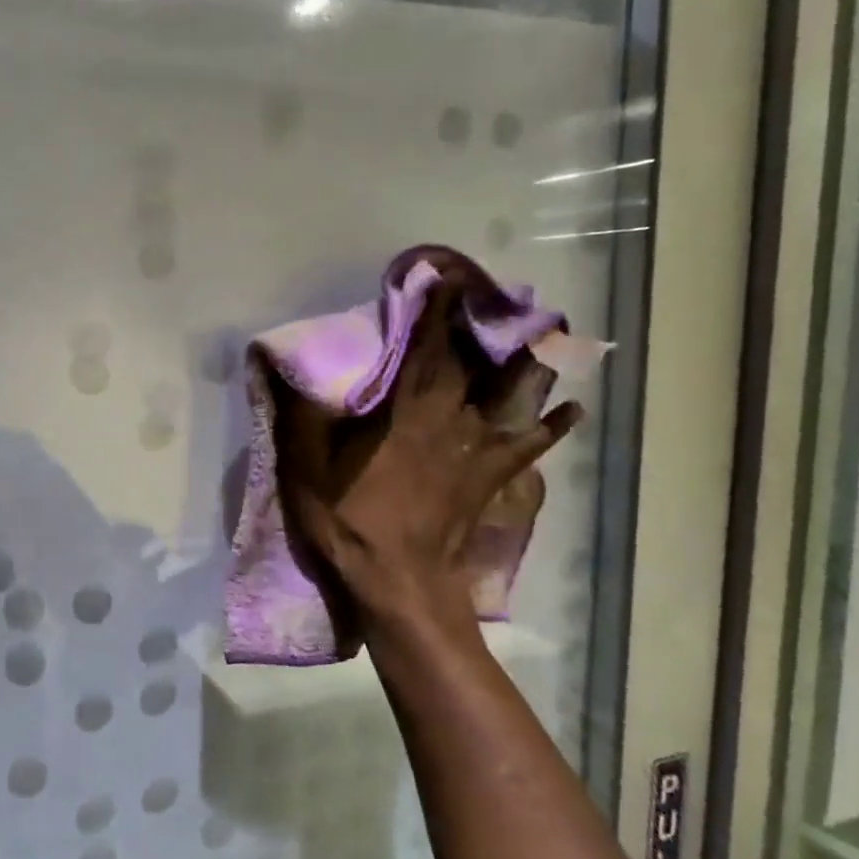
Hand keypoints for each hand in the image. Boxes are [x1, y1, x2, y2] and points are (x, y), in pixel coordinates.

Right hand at [273, 278, 581, 634]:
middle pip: (471, 363)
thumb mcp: (307, 466)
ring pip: (508, 396)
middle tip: (498, 293)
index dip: (434, 311)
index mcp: (403, 411)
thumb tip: (285, 365)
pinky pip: (527, 447)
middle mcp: (447, 419)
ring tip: (549, 331)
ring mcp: (474, 449)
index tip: (444, 277)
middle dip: (482, 325)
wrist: (397, 582)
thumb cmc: (349, 520)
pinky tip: (573, 409)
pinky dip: (552, 428)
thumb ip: (301, 413)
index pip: (422, 348)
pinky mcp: (489, 478)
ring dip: (527, 362)